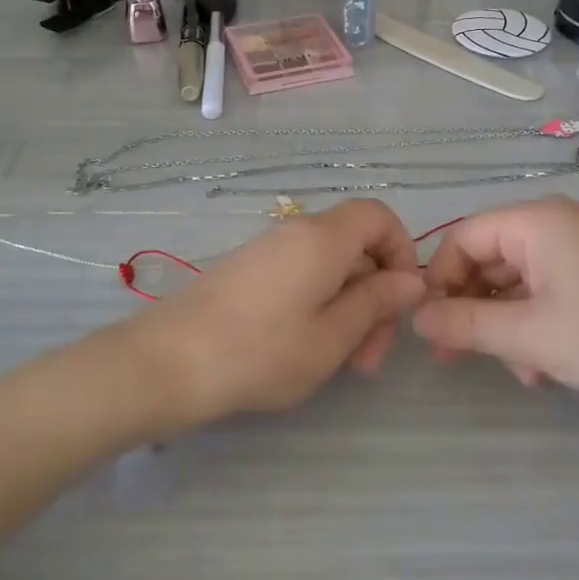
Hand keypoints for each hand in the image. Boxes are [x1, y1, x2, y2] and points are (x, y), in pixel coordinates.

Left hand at [130, 199, 425, 428]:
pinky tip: (310, 350)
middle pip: (356, 246)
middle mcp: (296, 233)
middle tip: (372, 357)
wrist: (167, 363)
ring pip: (329, 268)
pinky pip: (300, 277)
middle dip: (376, 295)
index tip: (401, 300)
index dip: (402, 251)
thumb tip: (411, 280)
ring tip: (345, 363)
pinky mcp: (248, 272)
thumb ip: (376, 303)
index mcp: (323, 238)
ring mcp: (268, 252)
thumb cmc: (260, 352)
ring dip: (349, 309)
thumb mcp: (331, 337)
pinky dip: (319, 307)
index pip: (379, 216)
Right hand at [411, 195, 578, 414]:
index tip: (430, 328)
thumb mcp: (527, 334)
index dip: (440, 281)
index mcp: (533, 223)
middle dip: (473, 310)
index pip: (462, 239)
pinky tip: (544, 370)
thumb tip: (416, 319)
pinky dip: (536, 328)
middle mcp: (553, 227)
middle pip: (489, 261)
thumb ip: (466, 324)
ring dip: (506, 327)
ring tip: (519, 372)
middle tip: (456, 357)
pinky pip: (548, 295)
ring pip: (517, 284)